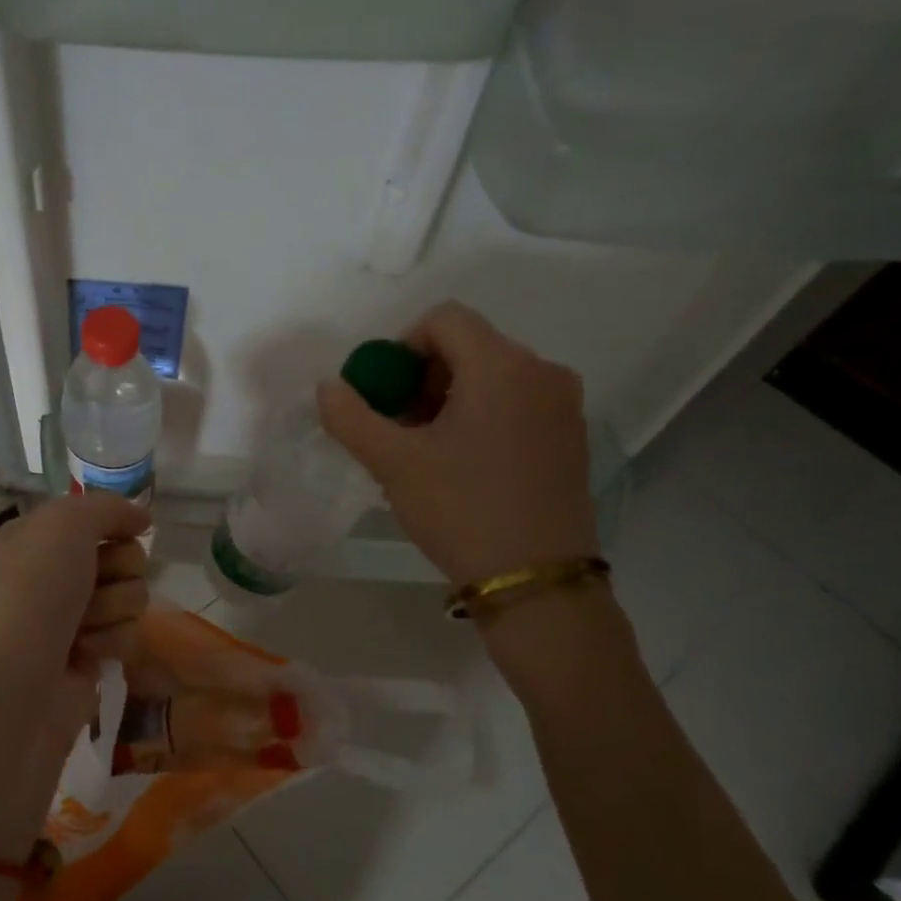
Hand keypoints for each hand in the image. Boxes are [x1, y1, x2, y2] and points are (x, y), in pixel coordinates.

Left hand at [0, 493, 150, 736]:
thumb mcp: (63, 525)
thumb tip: (141, 517)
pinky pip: (127, 635)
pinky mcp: (88, 658)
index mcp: (35, 538)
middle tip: (93, 584)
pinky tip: (85, 655)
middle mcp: (52, 574)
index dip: (115, 524)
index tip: (127, 532)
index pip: (95, 517)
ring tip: (81, 628)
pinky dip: (111, 642)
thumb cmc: (31, 596)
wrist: (10, 691)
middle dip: (118, 569)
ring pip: (131, 595)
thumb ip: (107, 507)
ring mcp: (71, 618)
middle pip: (123, 555)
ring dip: (114, 608)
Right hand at [318, 301, 598, 589]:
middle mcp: (542, 372)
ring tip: (426, 451)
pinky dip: (481, 418)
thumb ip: (350, 416)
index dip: (402, 347)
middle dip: (422, 378)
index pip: (444, 319)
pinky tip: (463, 466)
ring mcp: (564, 407)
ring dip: (449, 400)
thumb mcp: (392, 463)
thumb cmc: (461, 510)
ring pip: (492, 377)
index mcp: (502, 366)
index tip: (385, 396)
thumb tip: (329, 386)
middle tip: (400, 428)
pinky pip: (516, 405)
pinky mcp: (571, 438)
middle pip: (469, 346)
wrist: (536, 581)